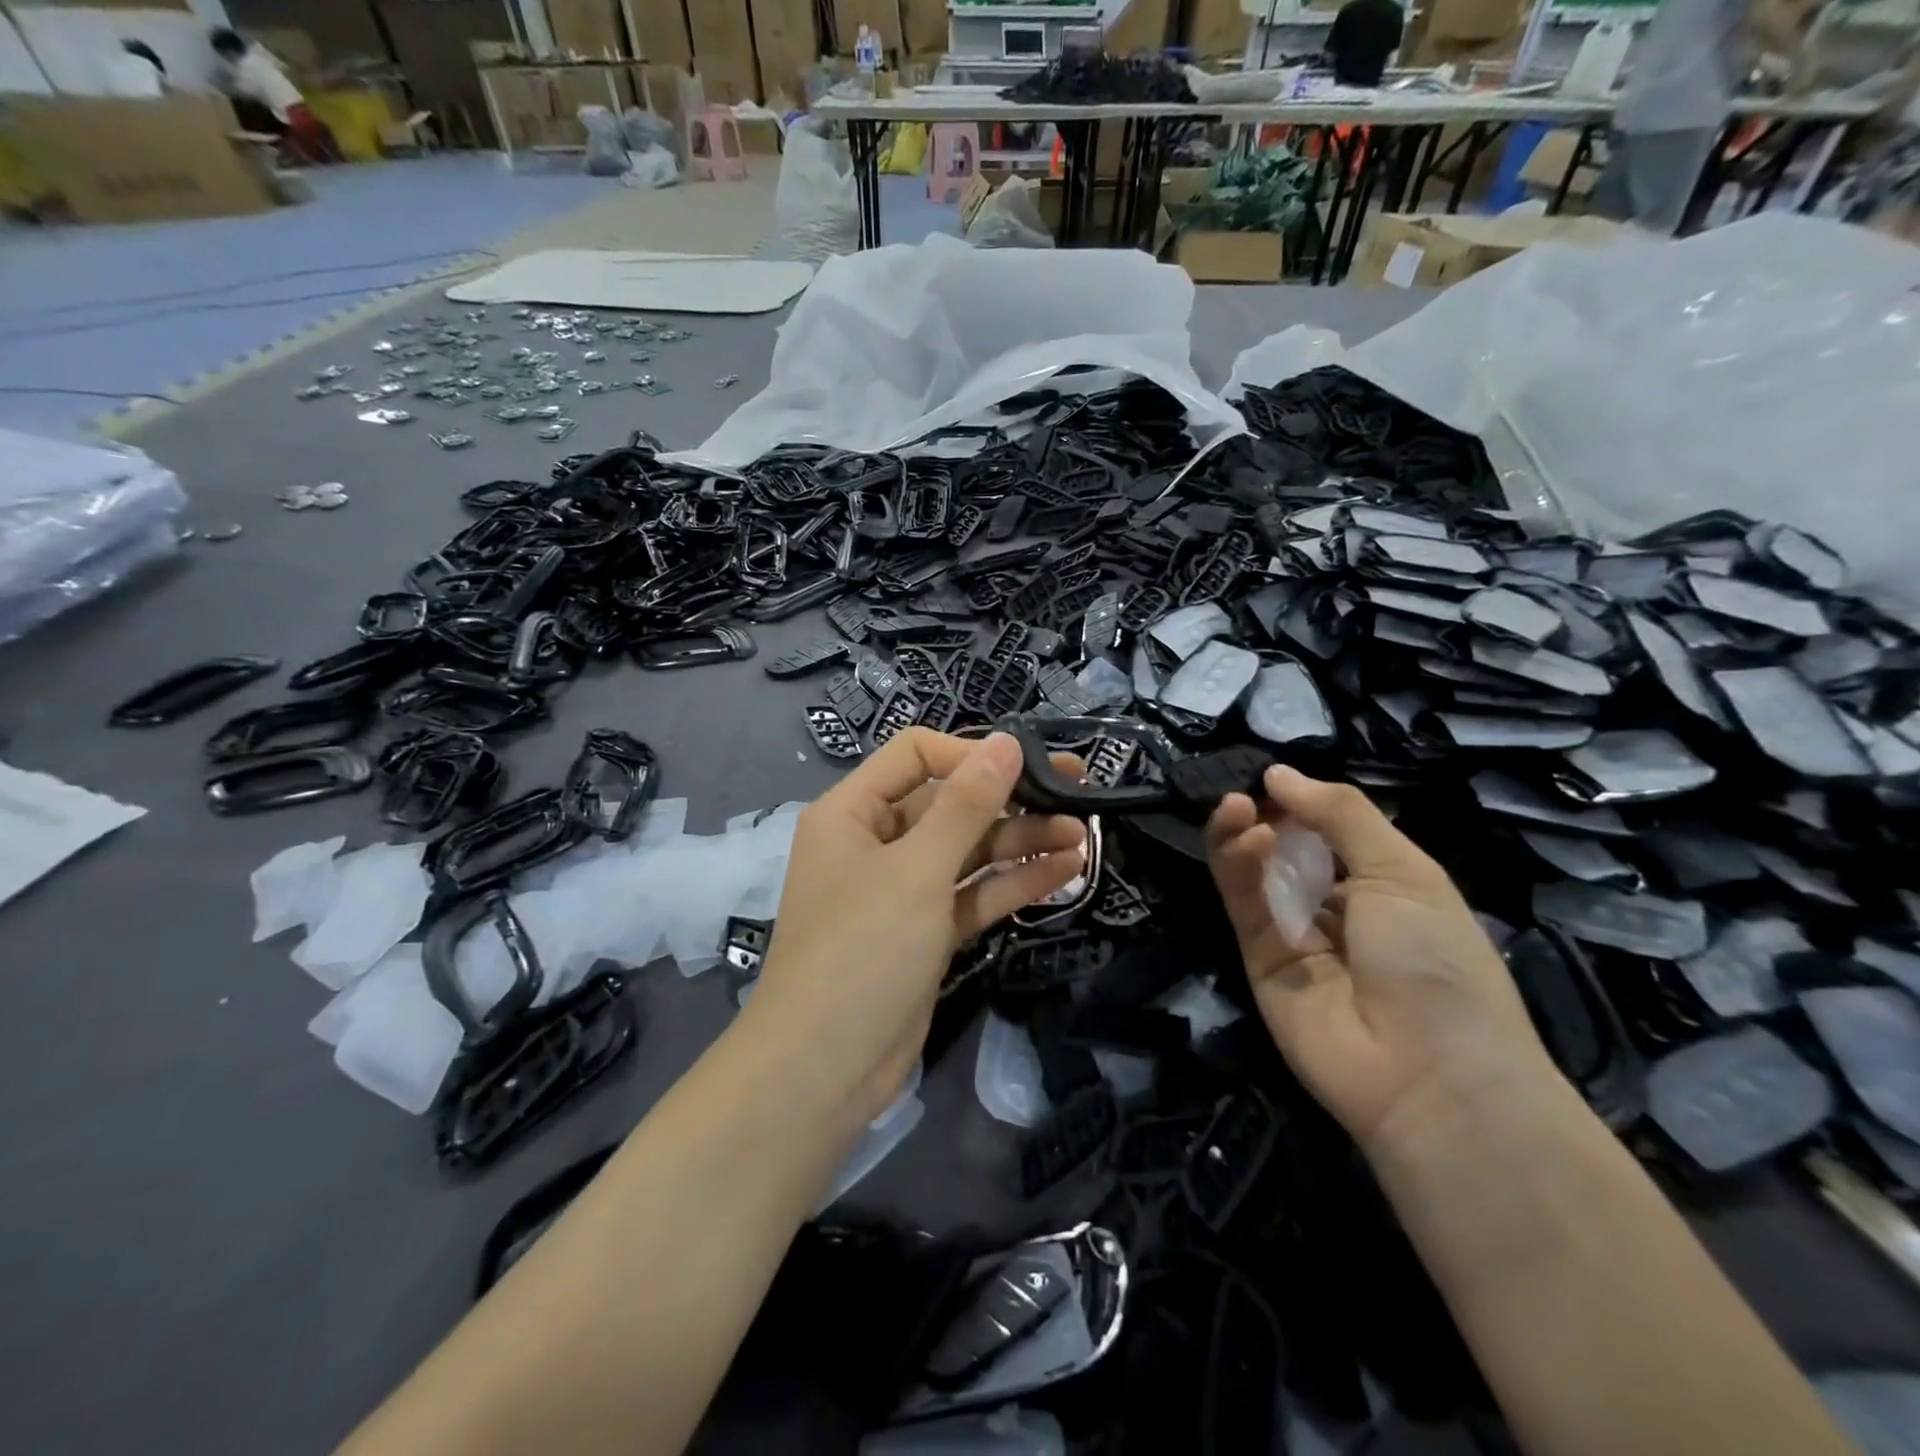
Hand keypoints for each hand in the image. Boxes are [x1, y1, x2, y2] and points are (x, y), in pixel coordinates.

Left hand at [743, 729, 1086, 1128]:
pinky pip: (972, 894)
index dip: (970, 755)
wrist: (824, 1069)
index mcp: (853, 812)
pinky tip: (1064, 872)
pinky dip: (1012, 884)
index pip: (915, 756)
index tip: (1027, 767)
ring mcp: (902, 891)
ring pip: (968, 851)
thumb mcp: (916, 869)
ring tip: (1084, 837)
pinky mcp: (925, 932)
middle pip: (949, 804)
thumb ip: (966, 805)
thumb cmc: (862, 949)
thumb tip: (1006, 741)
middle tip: (1078, 794)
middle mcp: (875, 842)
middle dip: (1011, 800)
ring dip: (1022, 843)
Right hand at [1206, 765, 1558, 1159]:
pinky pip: (1243, 905)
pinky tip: (1247, 838)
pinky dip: (1238, 868)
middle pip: (1285, 850)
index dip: (1300, 804)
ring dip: (1242, 835)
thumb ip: (1341, 814)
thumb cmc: (1437, 960)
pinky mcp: (1258, 959)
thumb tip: (1277, 773)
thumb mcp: (1404, 871)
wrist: (1429, 1076)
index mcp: (1383, 885)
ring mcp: (1293, 935)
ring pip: (1255, 873)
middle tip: (1246, 794)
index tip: (1274, 780)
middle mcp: (1335, 907)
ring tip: (1234, 808)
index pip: (1329, 832)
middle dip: (1265, 816)